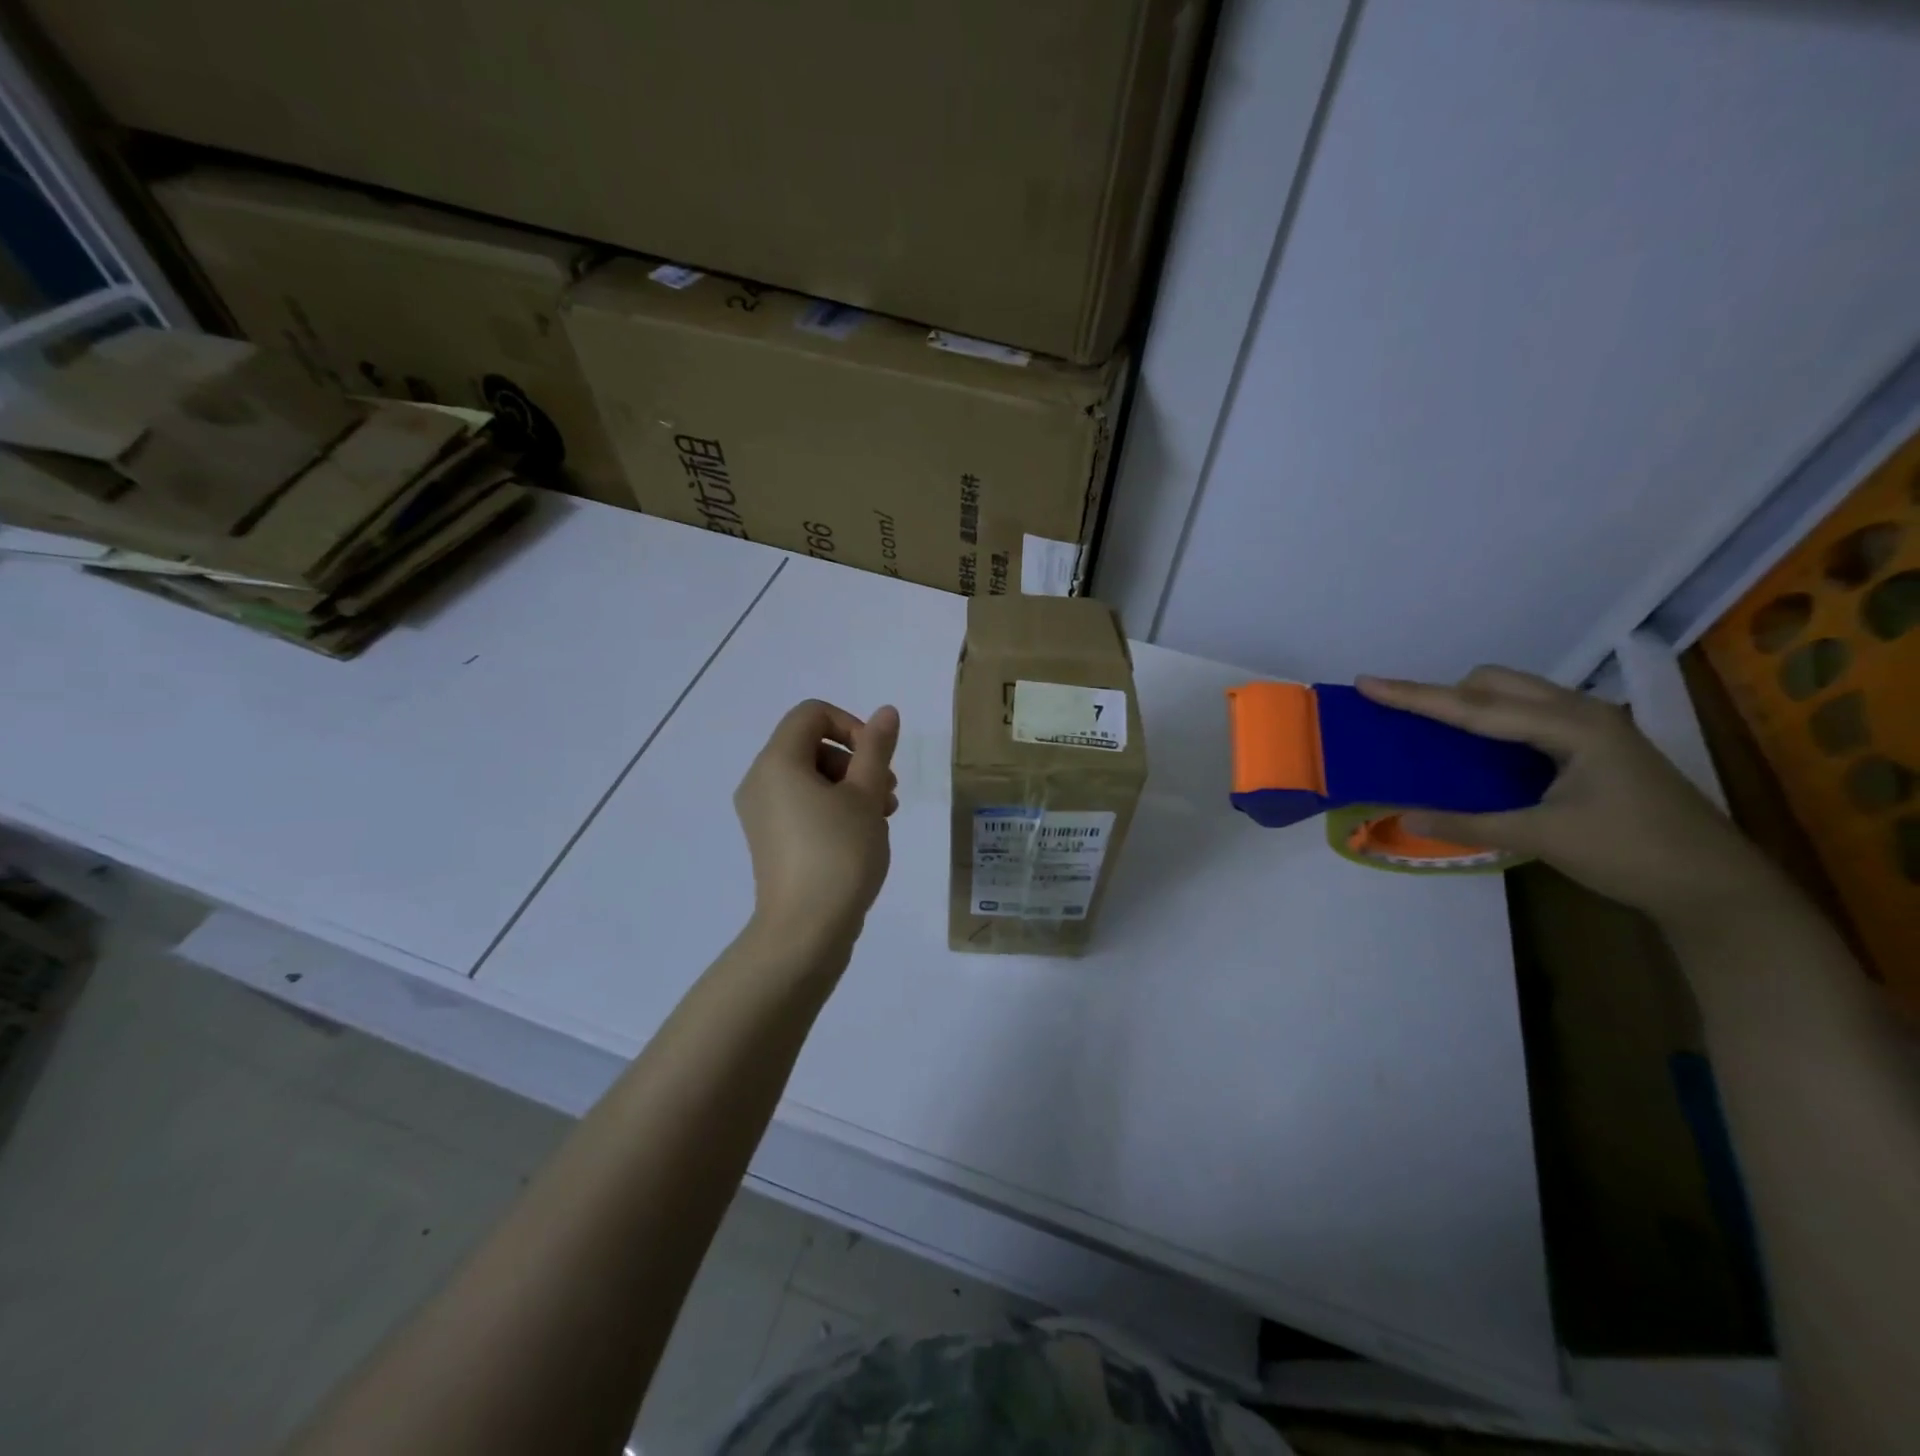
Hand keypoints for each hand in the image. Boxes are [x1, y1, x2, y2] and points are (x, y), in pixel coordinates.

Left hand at [734, 700, 899, 947]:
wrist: (805, 932)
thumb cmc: (839, 855)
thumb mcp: (866, 796)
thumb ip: (876, 748)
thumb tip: (885, 712)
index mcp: (777, 762)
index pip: (811, 714)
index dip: (851, 725)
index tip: (877, 760)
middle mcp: (760, 781)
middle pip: (812, 745)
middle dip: (856, 761)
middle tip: (887, 793)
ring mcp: (761, 813)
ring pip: (811, 777)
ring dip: (851, 787)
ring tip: (882, 817)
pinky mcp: (770, 840)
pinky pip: (802, 805)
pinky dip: (833, 808)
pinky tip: (862, 835)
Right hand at [1358, 667, 1779, 928]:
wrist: (1715, 885)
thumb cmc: (1633, 854)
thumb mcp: (1543, 838)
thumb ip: (1470, 824)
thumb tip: (1404, 817)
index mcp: (1571, 726)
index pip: (1475, 707)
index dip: (1415, 696)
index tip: (1367, 683)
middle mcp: (1582, 713)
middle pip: (1495, 683)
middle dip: (1444, 694)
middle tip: (1403, 721)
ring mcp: (1594, 727)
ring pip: (1515, 695)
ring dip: (1469, 705)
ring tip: (1432, 732)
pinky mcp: (1596, 745)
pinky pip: (1529, 715)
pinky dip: (1493, 721)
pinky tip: (1479, 750)